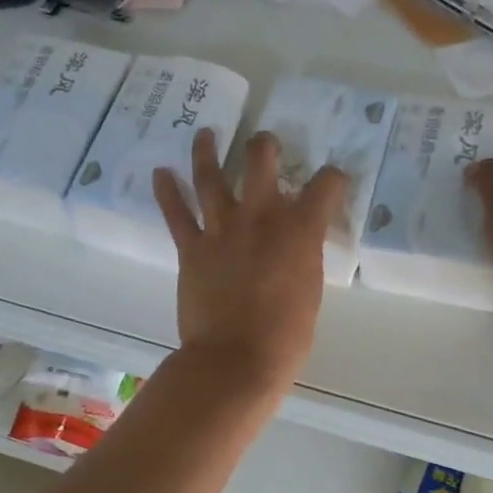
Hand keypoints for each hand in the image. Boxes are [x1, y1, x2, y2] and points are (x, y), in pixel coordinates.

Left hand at [154, 129, 348, 391]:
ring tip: (205, 133)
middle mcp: (261, 217)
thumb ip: (303, 257)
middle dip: (265, 145)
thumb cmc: (286, 337)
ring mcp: (222, 228)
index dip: (332, 177)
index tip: (332, 179)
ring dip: (207, 150)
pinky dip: (167, 191)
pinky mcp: (191, 247)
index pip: (325, 185)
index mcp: (300, 230)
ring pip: (211, 176)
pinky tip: (160, 173)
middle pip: (260, 160)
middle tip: (264, 144)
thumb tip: (296, 246)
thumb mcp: (310, 290)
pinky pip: (176, 213)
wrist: (236, 359)